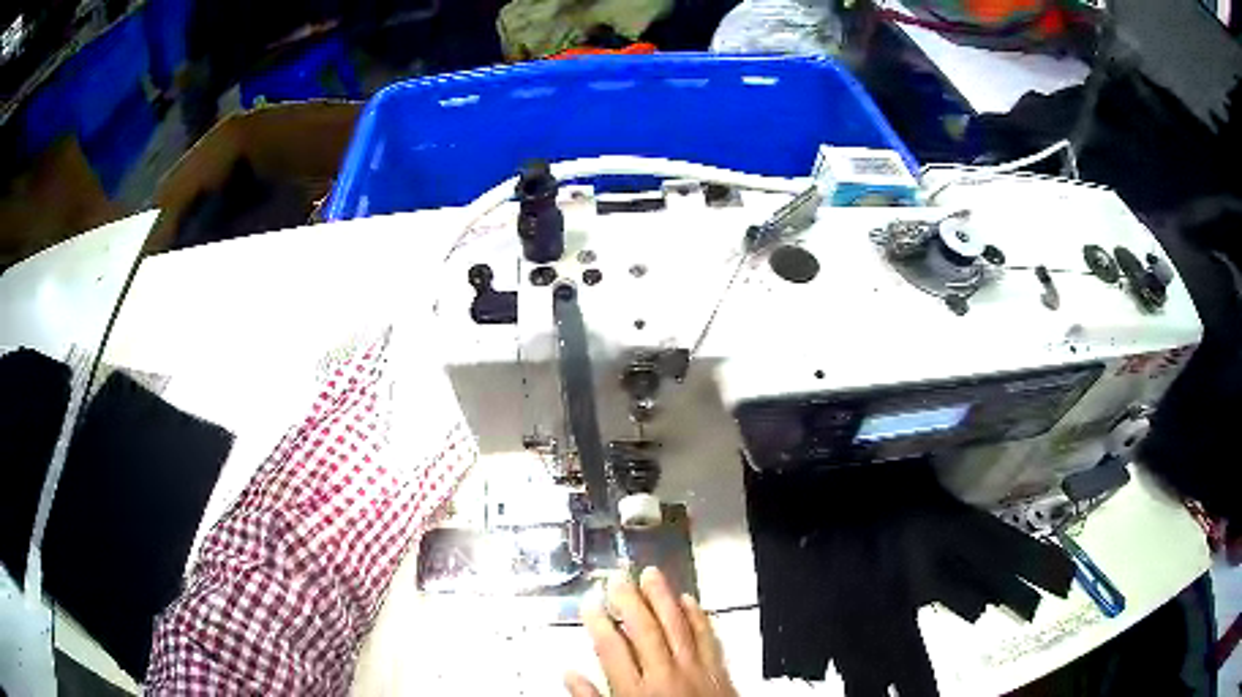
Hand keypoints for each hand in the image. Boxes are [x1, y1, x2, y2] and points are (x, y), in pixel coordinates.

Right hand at [565, 567, 736, 696]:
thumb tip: (570, 676)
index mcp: (636, 692)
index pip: (612, 650)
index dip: (599, 623)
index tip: (589, 604)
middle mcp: (665, 676)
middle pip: (644, 631)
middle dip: (629, 601)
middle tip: (617, 579)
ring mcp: (695, 671)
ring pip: (677, 626)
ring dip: (663, 598)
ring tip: (651, 575)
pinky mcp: (719, 671)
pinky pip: (708, 637)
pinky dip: (699, 617)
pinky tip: (690, 600)